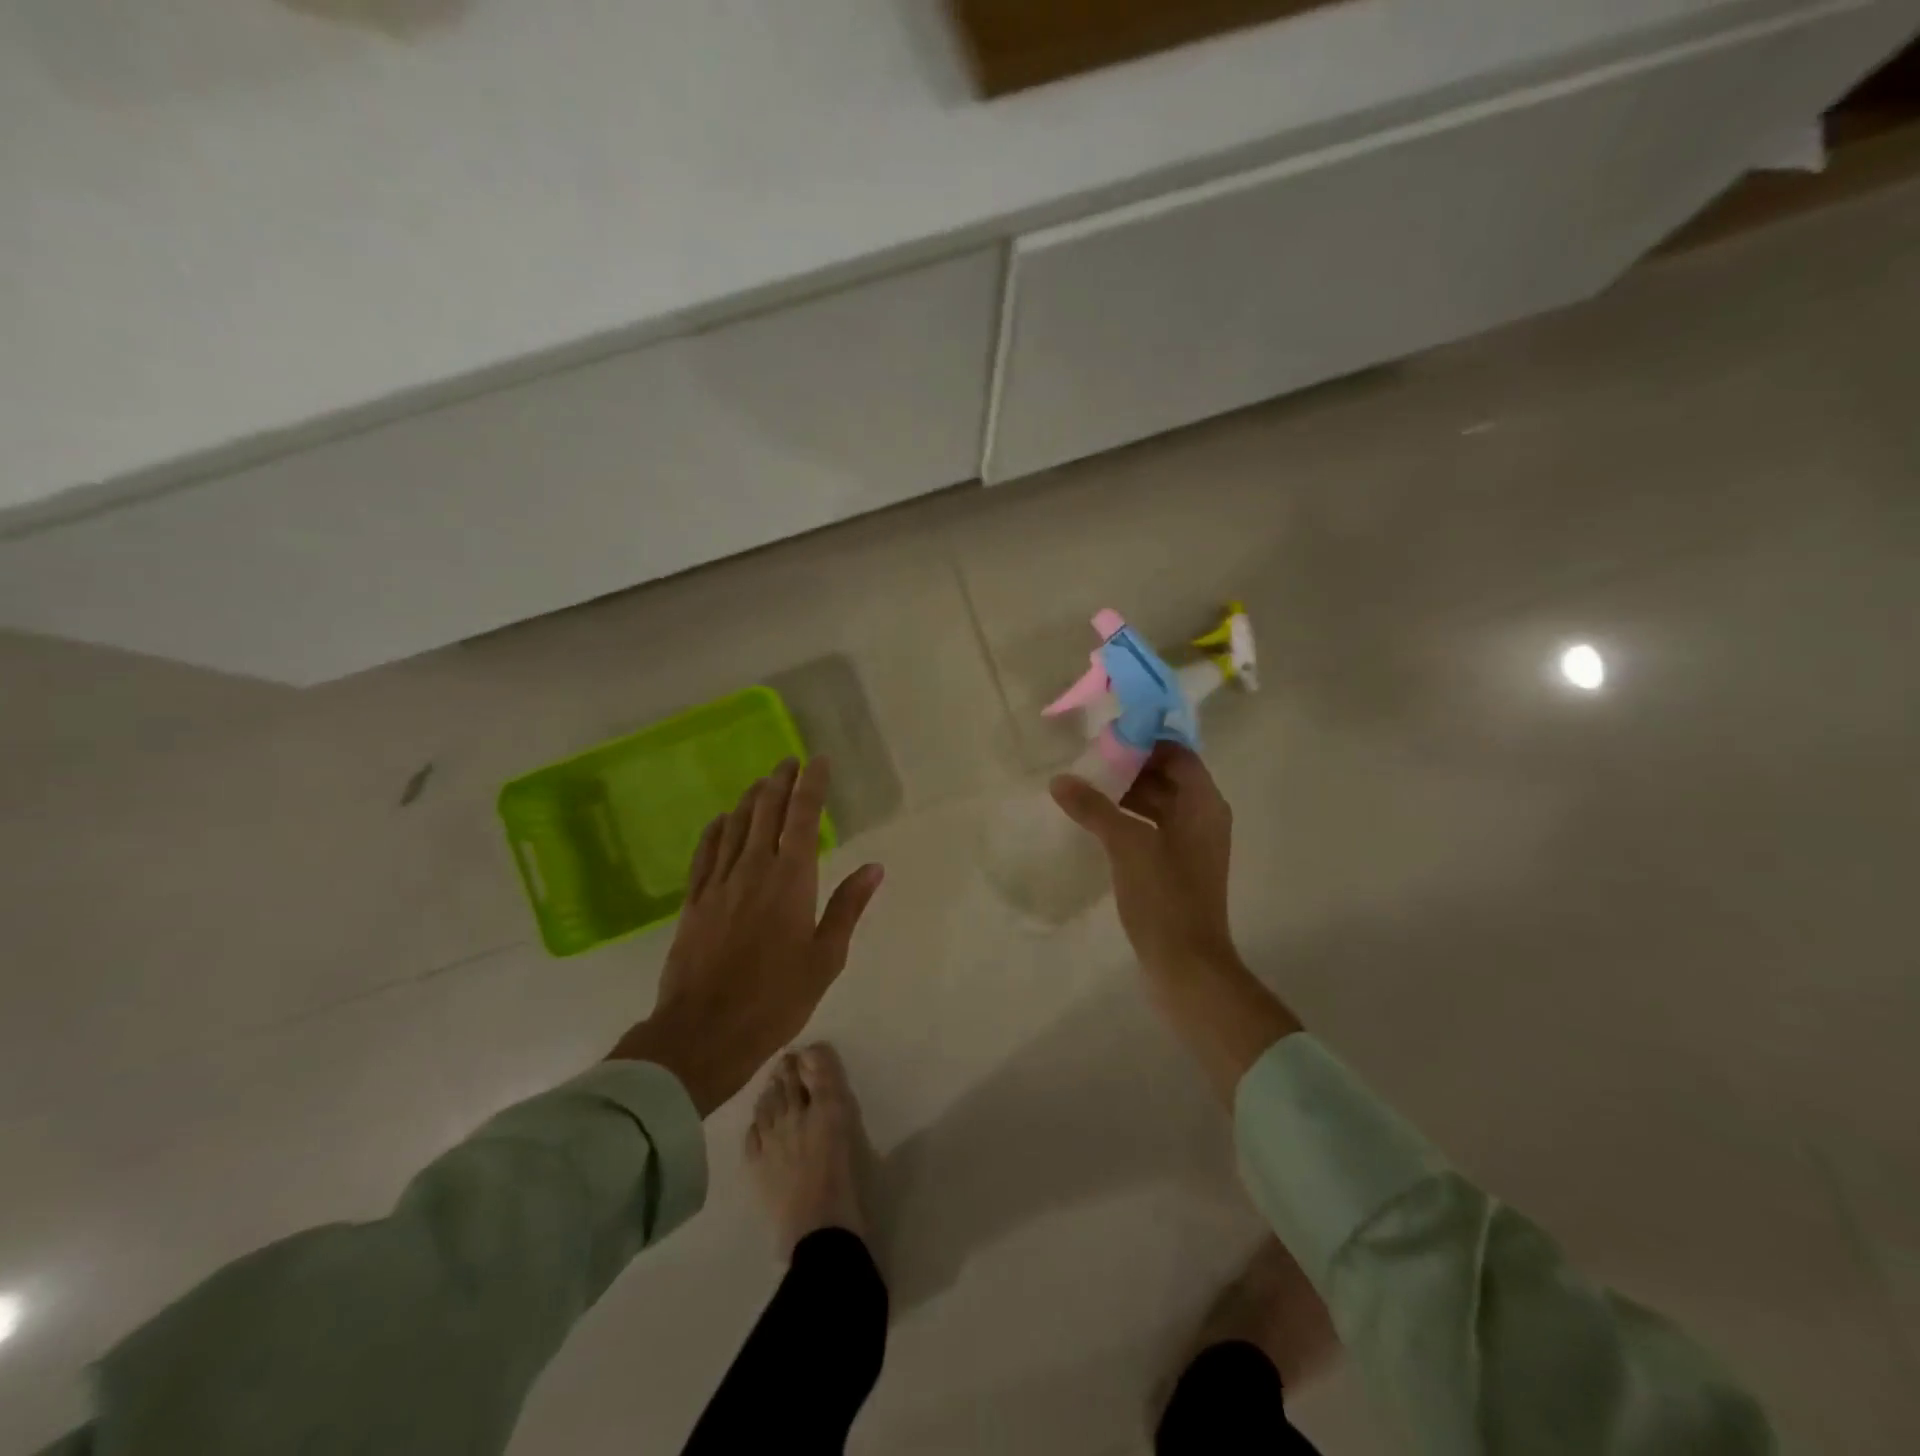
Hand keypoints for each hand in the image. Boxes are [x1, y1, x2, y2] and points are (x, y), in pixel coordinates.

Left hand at [611, 757, 883, 1114]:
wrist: (703, 1032)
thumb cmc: (775, 999)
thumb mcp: (825, 958)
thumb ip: (847, 908)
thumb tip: (874, 868)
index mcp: (790, 880)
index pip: (802, 817)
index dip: (811, 785)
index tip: (817, 761)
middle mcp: (753, 870)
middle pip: (766, 812)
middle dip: (780, 782)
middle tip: (790, 761)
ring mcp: (718, 883)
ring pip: (735, 826)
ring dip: (750, 799)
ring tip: (763, 782)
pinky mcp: (694, 902)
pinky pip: (705, 853)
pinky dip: (716, 830)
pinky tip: (722, 820)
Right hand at [1050, 743, 1238, 986]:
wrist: (1186, 966)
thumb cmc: (1164, 897)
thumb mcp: (1127, 845)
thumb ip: (1094, 808)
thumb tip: (1060, 780)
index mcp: (1203, 804)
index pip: (1177, 754)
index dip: (1145, 741)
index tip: (1107, 736)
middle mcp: (1203, 818)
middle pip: (1167, 776)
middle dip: (1129, 766)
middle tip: (1087, 761)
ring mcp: (1190, 846)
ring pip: (1157, 804)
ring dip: (1125, 794)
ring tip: (1084, 789)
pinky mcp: (1176, 869)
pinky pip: (1151, 829)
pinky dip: (1127, 821)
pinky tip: (1095, 825)